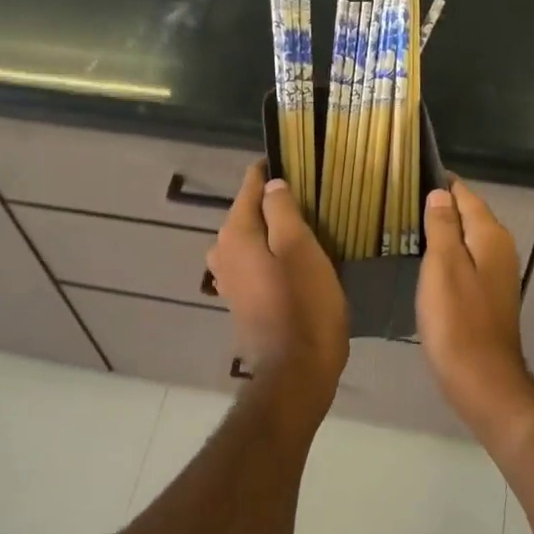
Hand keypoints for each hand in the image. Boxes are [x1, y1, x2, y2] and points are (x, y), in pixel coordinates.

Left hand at [206, 161, 348, 403]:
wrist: (295, 371)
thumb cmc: (304, 304)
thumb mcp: (300, 248)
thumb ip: (282, 209)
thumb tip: (271, 184)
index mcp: (235, 233)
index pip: (249, 184)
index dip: (272, 170)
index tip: (299, 162)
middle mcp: (223, 251)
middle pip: (248, 211)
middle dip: (274, 200)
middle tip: (311, 196)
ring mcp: (229, 278)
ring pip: (251, 238)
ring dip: (273, 229)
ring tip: (307, 226)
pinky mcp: (241, 298)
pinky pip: (254, 261)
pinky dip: (270, 253)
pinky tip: (293, 259)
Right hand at [417, 181, 533, 442]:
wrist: (480, 377)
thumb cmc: (457, 318)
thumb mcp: (442, 265)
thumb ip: (443, 226)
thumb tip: (440, 193)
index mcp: (491, 236)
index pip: (465, 194)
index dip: (441, 182)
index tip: (409, 175)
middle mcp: (499, 249)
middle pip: (468, 215)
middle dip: (440, 205)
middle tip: (399, 200)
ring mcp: (496, 274)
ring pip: (467, 239)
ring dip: (442, 231)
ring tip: (405, 225)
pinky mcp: (487, 296)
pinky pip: (465, 261)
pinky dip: (446, 255)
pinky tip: (423, 261)